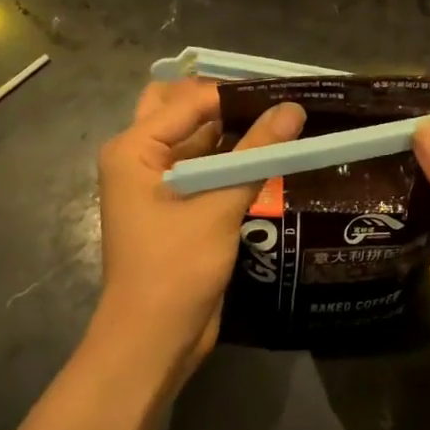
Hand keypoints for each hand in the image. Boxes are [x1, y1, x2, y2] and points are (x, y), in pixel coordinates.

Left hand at [90, 78, 305, 385]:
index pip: (190, 100)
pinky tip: (272, 155)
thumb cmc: (175, 269)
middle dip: (227, 102)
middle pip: (185, 111)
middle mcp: (142, 157)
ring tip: (285, 120)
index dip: (236, 92)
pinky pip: (207, 169)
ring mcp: (159, 183)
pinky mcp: (179, 206)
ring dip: (235, 131)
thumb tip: (294, 108)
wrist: (154, 341)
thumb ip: (256, 153)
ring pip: (199, 140)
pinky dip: (234, 160)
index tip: (285, 88)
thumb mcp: (219, 206)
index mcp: (134, 148)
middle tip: (274, 101)